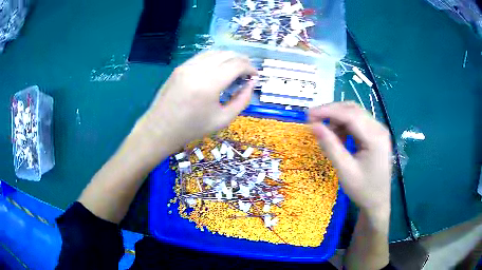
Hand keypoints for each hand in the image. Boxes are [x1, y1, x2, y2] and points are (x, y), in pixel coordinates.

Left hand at [137, 51, 256, 149]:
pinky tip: (218, 68)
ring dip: (229, 57)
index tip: (255, 76)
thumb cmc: (192, 128)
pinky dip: (215, 58)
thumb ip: (242, 100)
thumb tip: (251, 84)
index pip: (237, 64)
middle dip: (242, 60)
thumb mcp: (223, 119)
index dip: (250, 68)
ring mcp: (187, 65)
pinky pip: (202, 56)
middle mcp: (198, 69)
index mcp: (210, 84)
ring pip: (214, 52)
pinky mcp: (180, 67)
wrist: (160, 128)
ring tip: (235, 68)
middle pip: (227, 54)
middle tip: (247, 71)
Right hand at [308, 102, 391, 216]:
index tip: (308, 114)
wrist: (377, 202)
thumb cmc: (363, 190)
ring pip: (355, 114)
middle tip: (312, 119)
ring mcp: (378, 131)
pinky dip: (344, 126)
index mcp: (375, 137)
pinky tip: (337, 137)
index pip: (350, 115)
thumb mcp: (345, 170)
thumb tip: (313, 126)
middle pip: (353, 110)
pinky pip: (358, 123)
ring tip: (325, 131)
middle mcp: (379, 129)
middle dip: (331, 112)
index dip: (328, 111)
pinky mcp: (375, 135)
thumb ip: (330, 146)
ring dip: (337, 119)